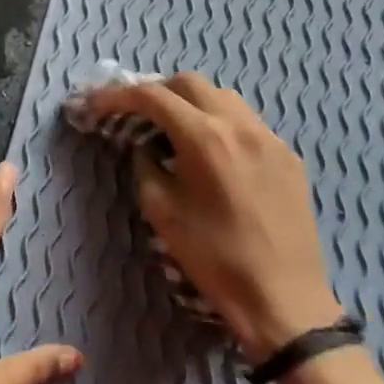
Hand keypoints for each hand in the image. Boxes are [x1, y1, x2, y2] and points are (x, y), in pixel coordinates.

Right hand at [77, 73, 341, 358]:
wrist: (284, 299)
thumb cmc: (215, 259)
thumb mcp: (162, 212)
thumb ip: (146, 166)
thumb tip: (145, 146)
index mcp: (204, 137)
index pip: (152, 96)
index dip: (117, 95)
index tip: (95, 103)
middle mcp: (239, 125)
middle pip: (189, 83)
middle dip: (156, 91)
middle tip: (136, 113)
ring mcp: (269, 137)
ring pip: (223, 96)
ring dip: (192, 102)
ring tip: (175, 128)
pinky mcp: (288, 156)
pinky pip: (247, 122)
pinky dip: (221, 123)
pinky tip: (215, 152)